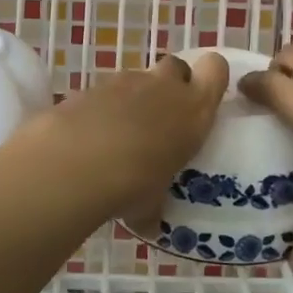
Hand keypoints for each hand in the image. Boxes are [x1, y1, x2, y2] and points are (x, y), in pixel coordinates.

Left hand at [18, 52, 229, 216]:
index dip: (210, 77)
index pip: (216, 69)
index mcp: (193, 110)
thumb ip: (154, 205)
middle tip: (162, 118)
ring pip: (138, 80)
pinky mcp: (91, 85)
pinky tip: (89, 137)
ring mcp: (125, 81)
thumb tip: (149, 225)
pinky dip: (101, 108)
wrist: (76, 162)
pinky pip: (105, 92)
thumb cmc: (134, 183)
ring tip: (119, 136)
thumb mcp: (153, 202)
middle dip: (170, 85)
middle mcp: (163, 87)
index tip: (201, 98)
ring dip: (133, 100)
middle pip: (176, 66)